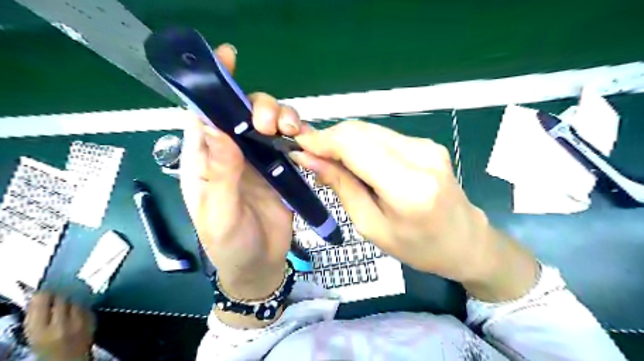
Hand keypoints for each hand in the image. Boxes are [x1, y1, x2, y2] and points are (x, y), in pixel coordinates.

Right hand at [25, 292, 94, 360]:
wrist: (70, 360)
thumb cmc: (47, 350)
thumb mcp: (34, 335)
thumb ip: (37, 316)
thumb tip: (39, 295)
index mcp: (40, 330)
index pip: (43, 301)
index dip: (44, 293)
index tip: (44, 291)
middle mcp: (62, 324)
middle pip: (63, 297)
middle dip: (59, 294)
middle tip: (57, 294)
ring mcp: (81, 321)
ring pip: (77, 299)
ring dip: (72, 298)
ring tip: (68, 301)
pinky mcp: (94, 319)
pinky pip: (87, 305)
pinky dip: (82, 304)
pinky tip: (78, 308)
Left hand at [180, 44, 302, 299]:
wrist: (260, 265)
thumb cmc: (230, 244)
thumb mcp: (219, 213)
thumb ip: (218, 172)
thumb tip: (213, 125)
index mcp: (204, 160)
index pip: (203, 115)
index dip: (213, 87)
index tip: (229, 58)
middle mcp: (231, 153)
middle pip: (242, 113)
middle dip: (257, 106)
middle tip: (269, 125)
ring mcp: (258, 160)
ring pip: (268, 124)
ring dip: (280, 117)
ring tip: (290, 130)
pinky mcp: (280, 169)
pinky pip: (288, 143)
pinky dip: (296, 134)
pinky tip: (302, 137)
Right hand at [293, 120, 539, 300]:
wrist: (466, 241)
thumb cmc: (418, 247)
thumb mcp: (371, 226)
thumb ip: (342, 186)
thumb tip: (309, 159)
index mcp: (407, 186)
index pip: (354, 145)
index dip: (321, 140)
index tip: (298, 145)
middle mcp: (420, 155)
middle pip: (360, 131)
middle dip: (329, 138)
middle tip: (310, 155)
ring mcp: (426, 145)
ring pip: (370, 130)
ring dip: (344, 141)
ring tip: (330, 160)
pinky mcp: (426, 143)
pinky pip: (383, 136)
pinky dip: (361, 144)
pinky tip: (355, 161)